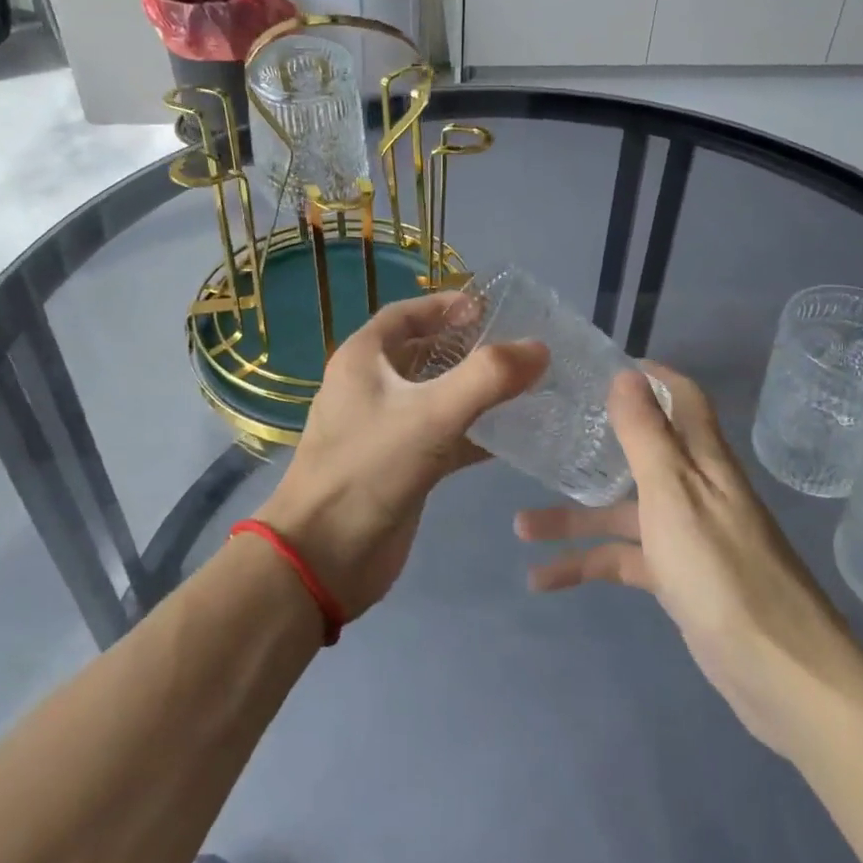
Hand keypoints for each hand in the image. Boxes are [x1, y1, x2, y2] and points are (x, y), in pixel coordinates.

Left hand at [260, 292, 546, 620]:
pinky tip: (515, 436)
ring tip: (525, 385)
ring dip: (476, 390)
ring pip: (437, 396)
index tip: (491, 309)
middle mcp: (371, 387)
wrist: (324, 557)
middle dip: (468, 348)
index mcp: (364, 360)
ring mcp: (386, 428)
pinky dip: (475, 433)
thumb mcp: (430, 415)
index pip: (406, 314)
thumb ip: (487, 378)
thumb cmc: (368, 469)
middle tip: (517, 348)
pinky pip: (444, 436)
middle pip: (424, 353)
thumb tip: (538, 348)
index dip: (446, 305)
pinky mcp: (401, 465)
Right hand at [514, 364, 862, 758]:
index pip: (682, 398)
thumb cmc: (720, 568)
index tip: (602, 367)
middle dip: (592, 449)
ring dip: (573, 518)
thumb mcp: (673, 492)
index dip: (650, 376)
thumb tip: (626, 373)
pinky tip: (543, 580)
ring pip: (622, 513)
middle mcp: (696, 490)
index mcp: (703, 460)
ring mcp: (687, 537)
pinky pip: (623, 561)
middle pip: (640, 455)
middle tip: (544, 440)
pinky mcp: (678, 580)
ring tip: (520, 527)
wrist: (780, 672)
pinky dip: (586, 566)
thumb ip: (646, 433)